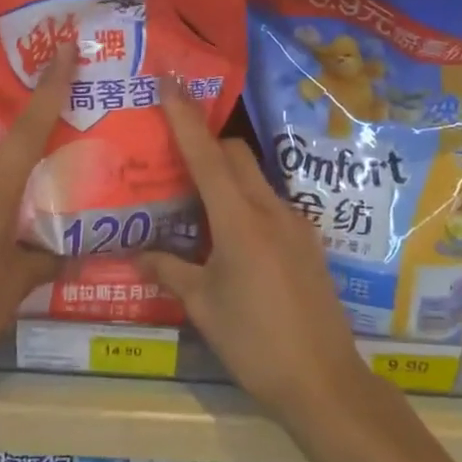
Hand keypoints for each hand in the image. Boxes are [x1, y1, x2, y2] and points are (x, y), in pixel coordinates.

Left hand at [0, 45, 70, 371]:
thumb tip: (74, 253)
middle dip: (31, 141)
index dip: (49, 86)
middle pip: (3, 146)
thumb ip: (47, 260)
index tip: (64, 48)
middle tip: (60, 146)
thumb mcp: (15, 285)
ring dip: (5, 179)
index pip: (27, 127)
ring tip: (27, 205)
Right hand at [137, 80, 367, 422]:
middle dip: (205, 145)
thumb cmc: (255, 343)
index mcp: (239, 220)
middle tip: (172, 160)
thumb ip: (169, 271)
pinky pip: (270, 206)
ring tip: (196, 208)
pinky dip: (245, 205)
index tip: (169, 80)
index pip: (205, 154)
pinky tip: (230, 241)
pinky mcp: (308, 243)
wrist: (325, 382)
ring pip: (254, 180)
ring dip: (225, 180)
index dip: (184, 115)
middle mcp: (271, 210)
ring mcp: (296, 224)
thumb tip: (137, 255)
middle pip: (234, 155)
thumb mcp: (203, 307)